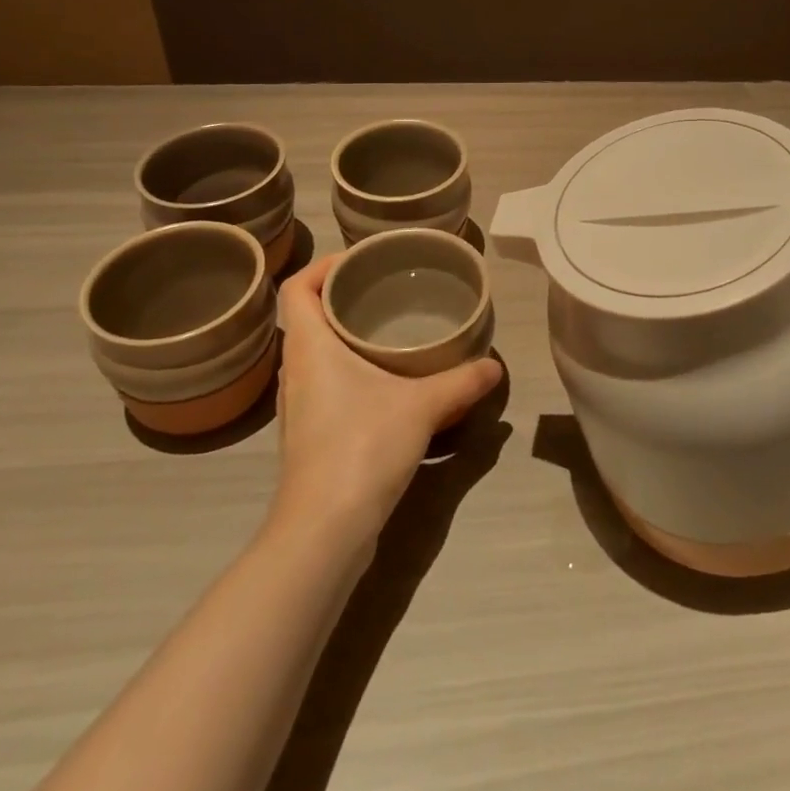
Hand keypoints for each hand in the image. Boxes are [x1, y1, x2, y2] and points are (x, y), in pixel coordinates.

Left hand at [268, 254, 502, 556]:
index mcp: (309, 347)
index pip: (296, 288)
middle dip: (341, 297)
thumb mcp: (423, 407)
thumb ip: (462, 382)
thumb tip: (494, 366)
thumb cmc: (362, 447)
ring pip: (314, 353)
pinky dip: (347, 370)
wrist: (324, 530)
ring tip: (387, 330)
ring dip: (343, 336)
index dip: (322, 266)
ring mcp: (297, 406)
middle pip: (305, 317)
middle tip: (385, 290)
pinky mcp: (307, 435)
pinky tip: (383, 382)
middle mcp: (295, 371)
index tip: (360, 261)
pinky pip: (323, 383)